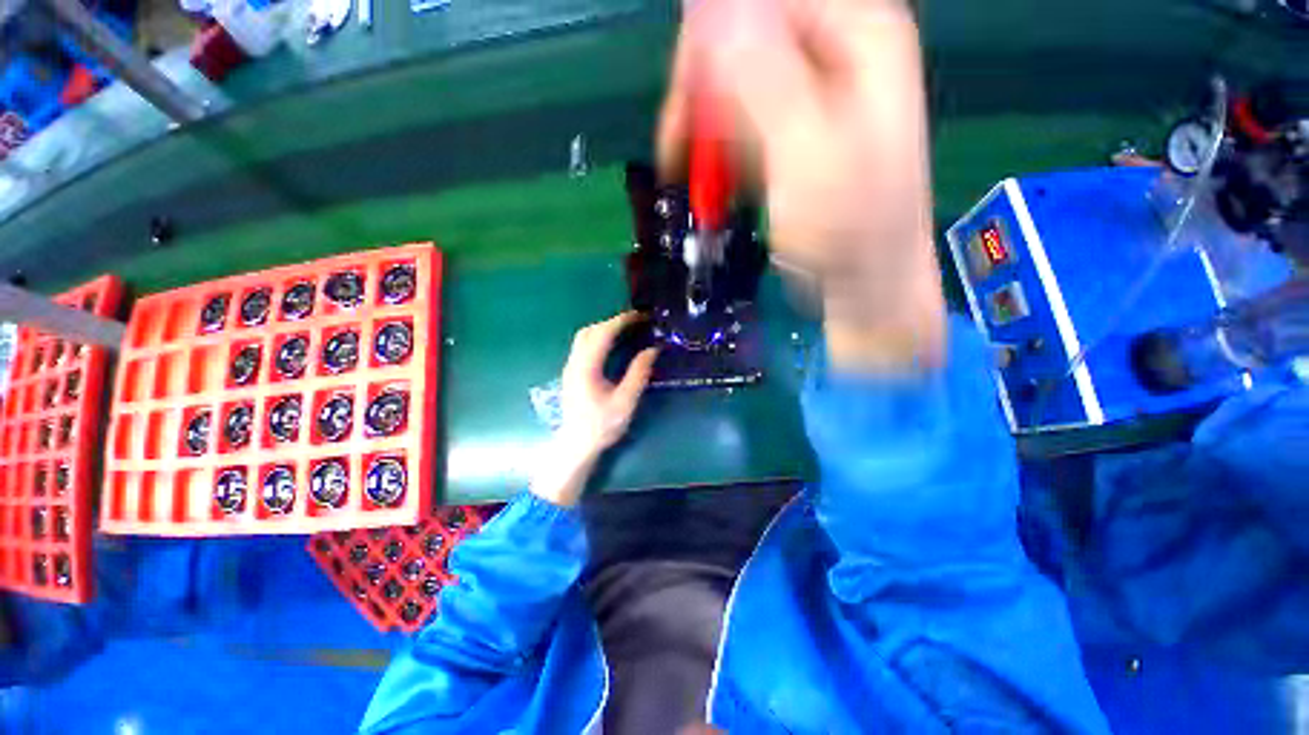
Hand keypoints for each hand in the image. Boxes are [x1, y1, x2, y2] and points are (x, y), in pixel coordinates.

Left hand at [531, 313, 658, 506]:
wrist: (577, 445)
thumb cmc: (602, 426)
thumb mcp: (625, 402)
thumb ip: (638, 374)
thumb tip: (653, 349)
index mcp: (587, 368)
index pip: (603, 334)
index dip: (622, 321)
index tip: (641, 316)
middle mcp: (575, 363)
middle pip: (590, 331)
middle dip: (614, 322)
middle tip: (637, 323)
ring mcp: (570, 367)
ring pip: (584, 337)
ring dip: (605, 328)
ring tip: (627, 331)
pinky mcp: (572, 373)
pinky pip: (583, 346)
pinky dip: (599, 338)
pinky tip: (613, 345)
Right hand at [658, 0, 945, 370]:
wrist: (866, 280)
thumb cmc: (849, 226)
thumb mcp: (807, 152)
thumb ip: (764, 78)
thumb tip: (707, 12)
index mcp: (855, 34)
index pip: (759, 2)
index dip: (709, 43)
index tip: (683, 103)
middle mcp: (834, 50)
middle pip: (741, 37)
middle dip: (702, 93)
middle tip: (679, 149)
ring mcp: (811, 93)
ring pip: (733, 82)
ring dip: (705, 128)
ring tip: (697, 176)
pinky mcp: (791, 131)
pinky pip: (741, 121)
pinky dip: (719, 148)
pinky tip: (716, 181)